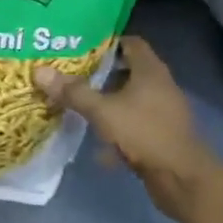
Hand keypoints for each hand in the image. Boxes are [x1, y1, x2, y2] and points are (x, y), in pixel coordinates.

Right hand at [34, 36, 222, 222]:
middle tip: (74, 74)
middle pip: (129, 70)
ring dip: (109, 103)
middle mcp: (160, 85)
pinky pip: (136, 125)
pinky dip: (118, 130)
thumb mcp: (103, 112)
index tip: (82, 47)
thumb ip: (73, 92)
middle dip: (102, 73)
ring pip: (131, 99)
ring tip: (81, 106)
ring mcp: (163, 112)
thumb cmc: (145, 133)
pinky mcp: (162, 135)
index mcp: (150, 70)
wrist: (183, 179)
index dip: (107, 42)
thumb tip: (39, 70)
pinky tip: (99, 146)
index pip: (130, 42)